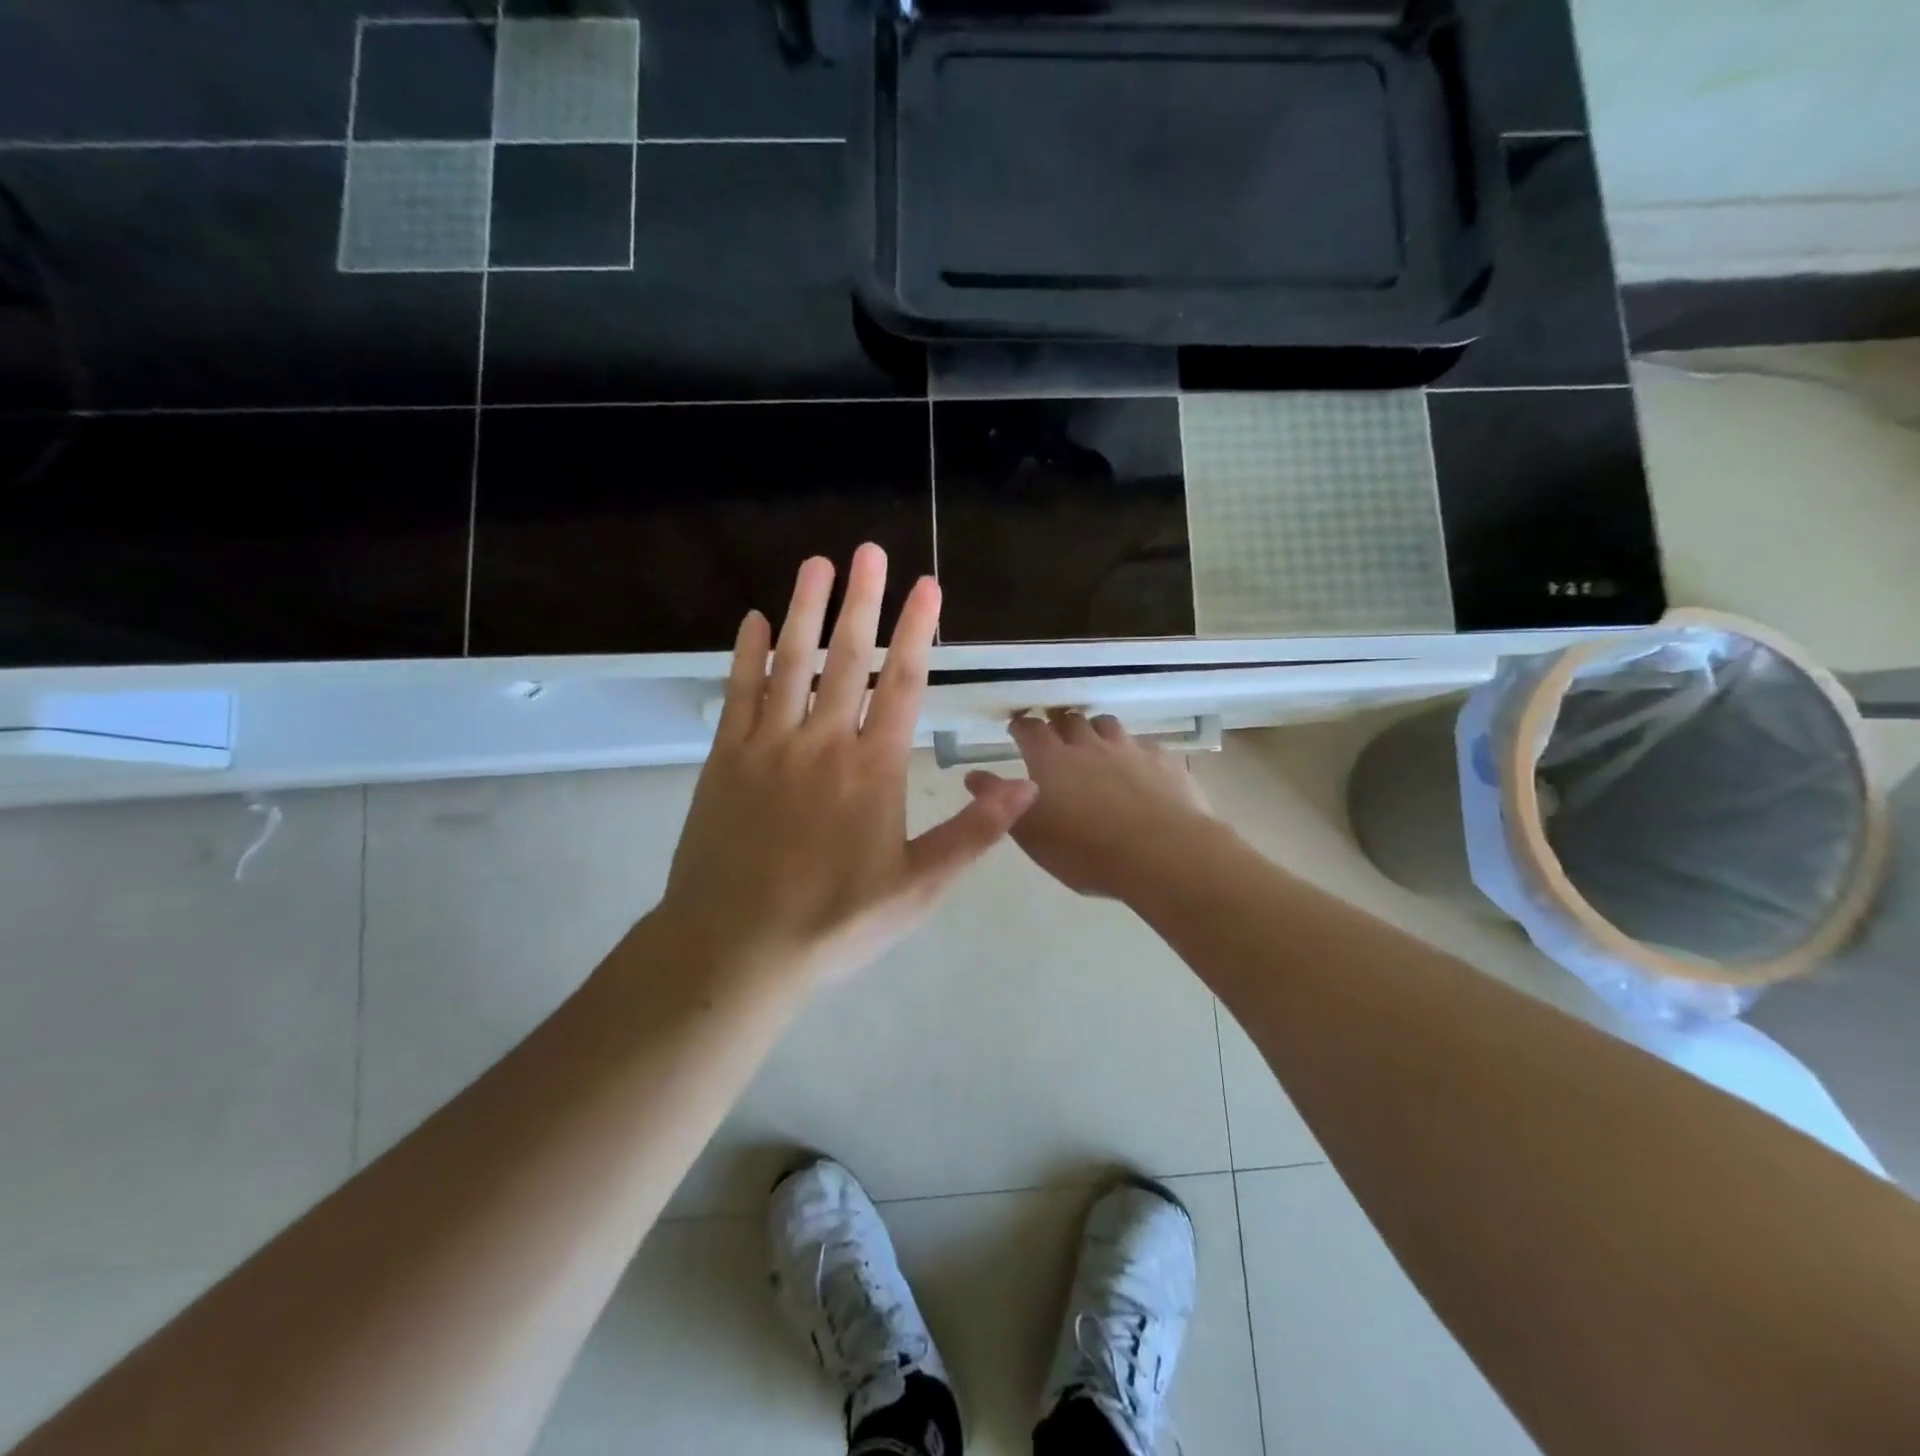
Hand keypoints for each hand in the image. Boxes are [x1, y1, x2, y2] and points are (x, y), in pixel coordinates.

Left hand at [656, 545, 1037, 986]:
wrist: (737, 946)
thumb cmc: (834, 920)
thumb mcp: (917, 888)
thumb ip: (972, 834)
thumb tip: (1027, 787)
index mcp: (872, 769)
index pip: (901, 684)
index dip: (916, 631)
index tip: (926, 587)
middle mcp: (822, 743)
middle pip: (847, 659)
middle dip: (863, 602)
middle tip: (870, 551)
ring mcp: (768, 746)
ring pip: (790, 664)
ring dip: (805, 611)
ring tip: (817, 564)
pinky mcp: (726, 760)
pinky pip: (738, 695)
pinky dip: (745, 655)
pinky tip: (751, 621)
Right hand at [967, 712, 1212, 900]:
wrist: (1162, 853)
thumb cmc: (1085, 851)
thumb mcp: (1031, 834)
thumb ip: (1000, 802)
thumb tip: (973, 775)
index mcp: (1050, 759)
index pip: (1029, 728)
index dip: (1022, 727)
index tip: (1018, 731)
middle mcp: (1087, 744)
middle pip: (1069, 719)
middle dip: (1059, 725)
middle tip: (1056, 742)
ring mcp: (1128, 748)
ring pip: (1107, 725)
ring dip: (1096, 732)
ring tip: (1096, 750)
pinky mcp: (1163, 760)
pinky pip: (1143, 746)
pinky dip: (1134, 753)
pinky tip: (1138, 771)